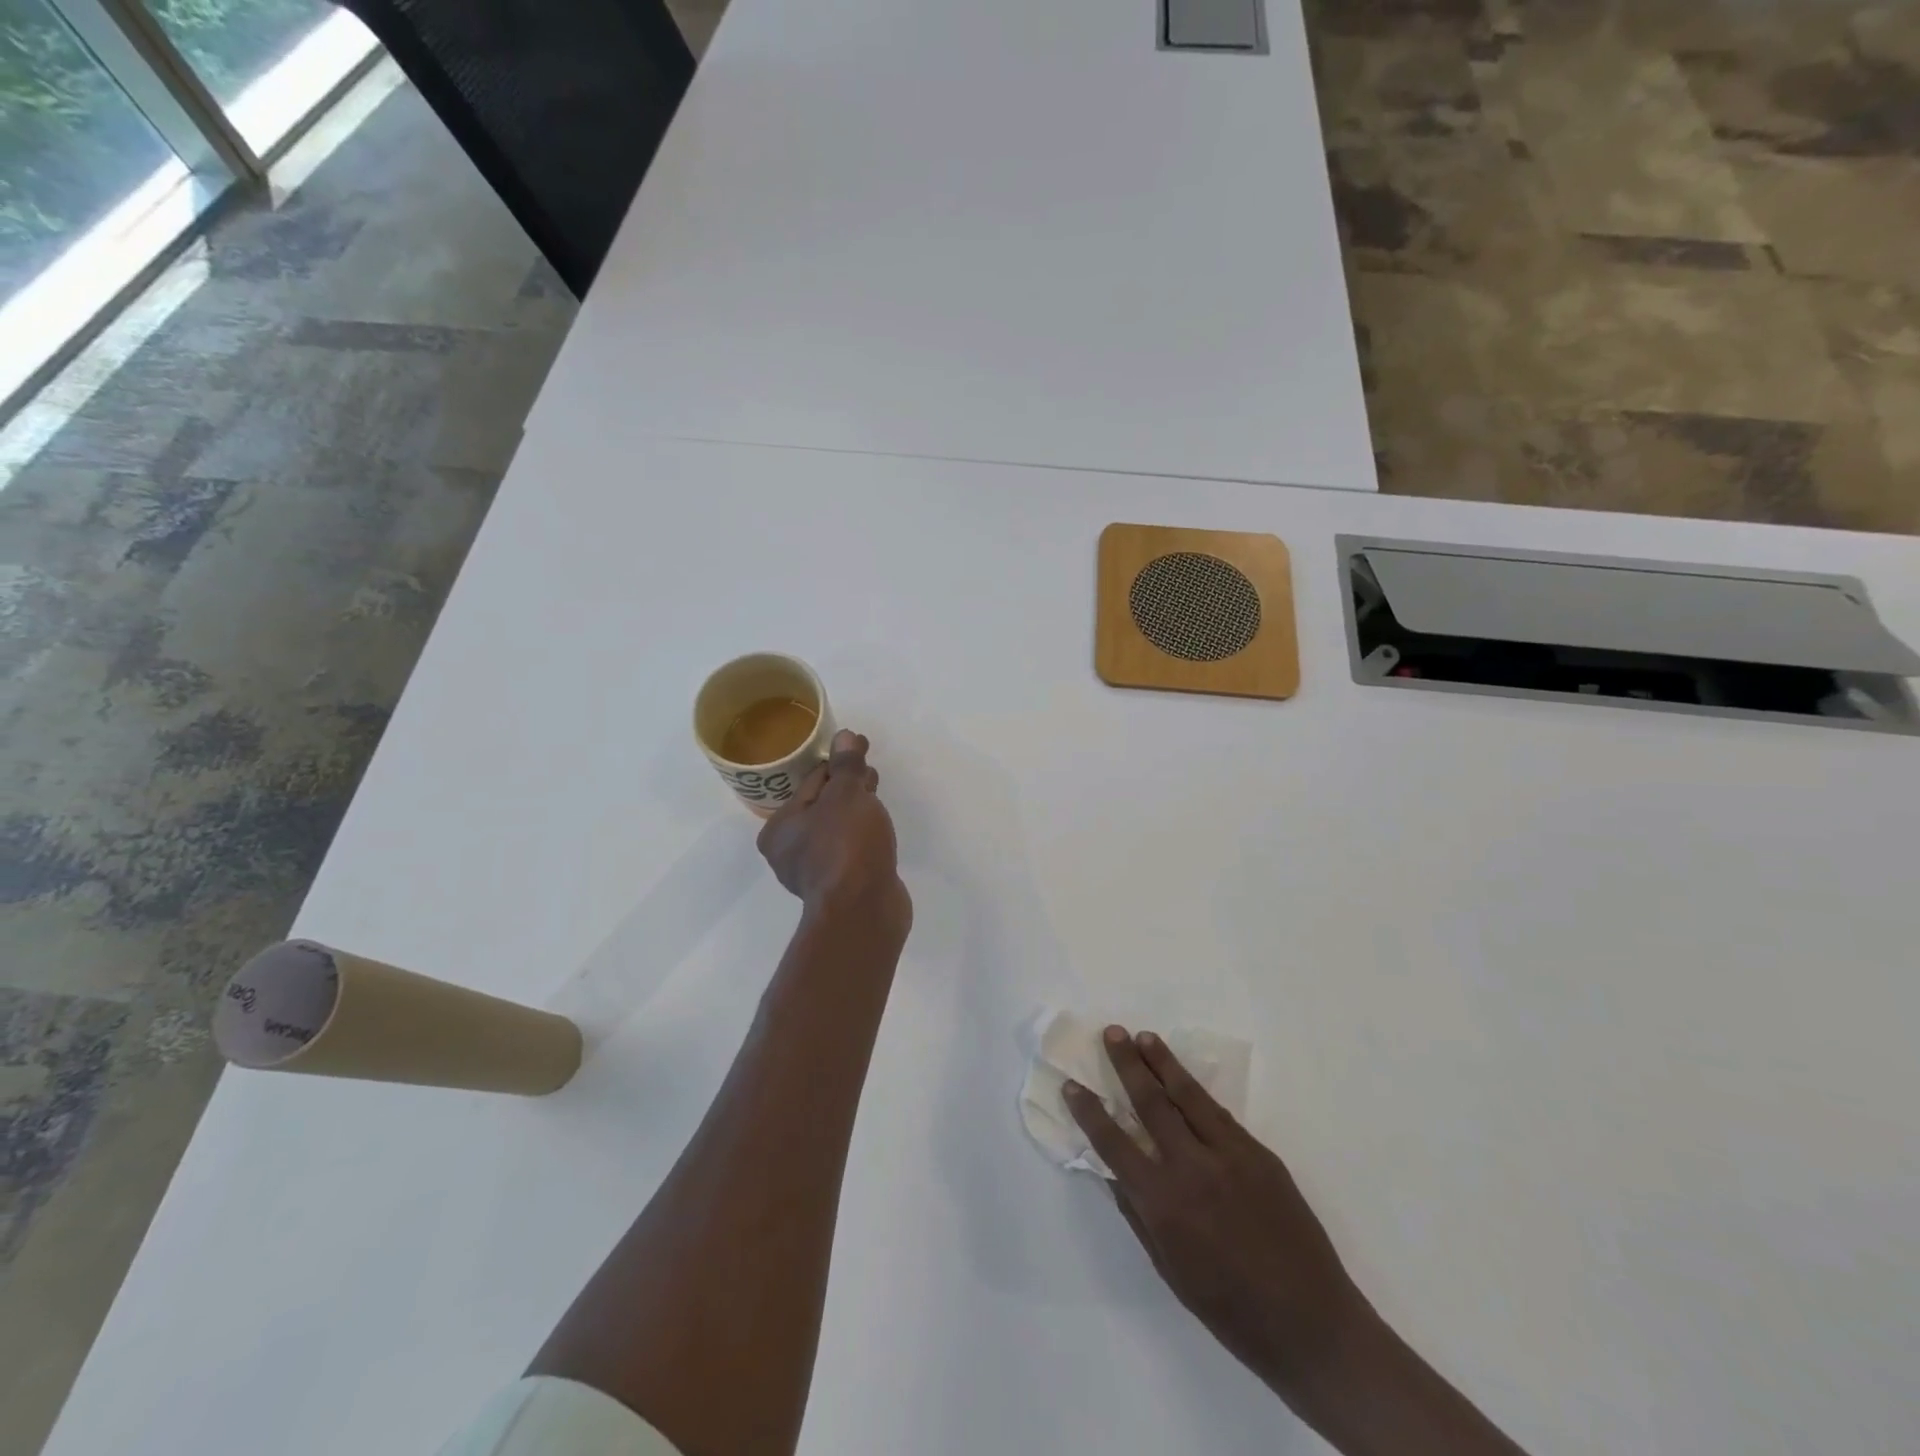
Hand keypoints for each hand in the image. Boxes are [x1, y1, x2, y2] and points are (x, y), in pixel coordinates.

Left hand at [757, 730, 909, 933]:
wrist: (863, 910)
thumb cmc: (846, 846)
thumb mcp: (846, 795)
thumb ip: (846, 765)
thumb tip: (844, 736)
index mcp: (778, 827)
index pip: (810, 781)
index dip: (838, 762)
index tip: (861, 748)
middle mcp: (789, 851)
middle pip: (821, 805)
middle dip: (847, 785)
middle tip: (871, 769)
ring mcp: (814, 872)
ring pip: (836, 827)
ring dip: (856, 809)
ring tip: (877, 793)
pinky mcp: (840, 886)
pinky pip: (849, 849)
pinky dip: (861, 834)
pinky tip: (878, 829)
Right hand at [1064, 1027, 1368, 1401]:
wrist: (1312, 1324)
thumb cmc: (1231, 1311)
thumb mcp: (1170, 1270)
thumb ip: (1138, 1215)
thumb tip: (1112, 1173)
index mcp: (1163, 1203)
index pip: (1114, 1143)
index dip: (1090, 1112)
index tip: (1072, 1085)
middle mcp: (1192, 1168)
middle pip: (1151, 1102)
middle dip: (1127, 1064)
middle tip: (1111, 1033)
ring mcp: (1230, 1155)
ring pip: (1188, 1095)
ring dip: (1163, 1062)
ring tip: (1143, 1036)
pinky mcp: (1260, 1153)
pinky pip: (1220, 1115)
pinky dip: (1196, 1093)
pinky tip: (1184, 1081)